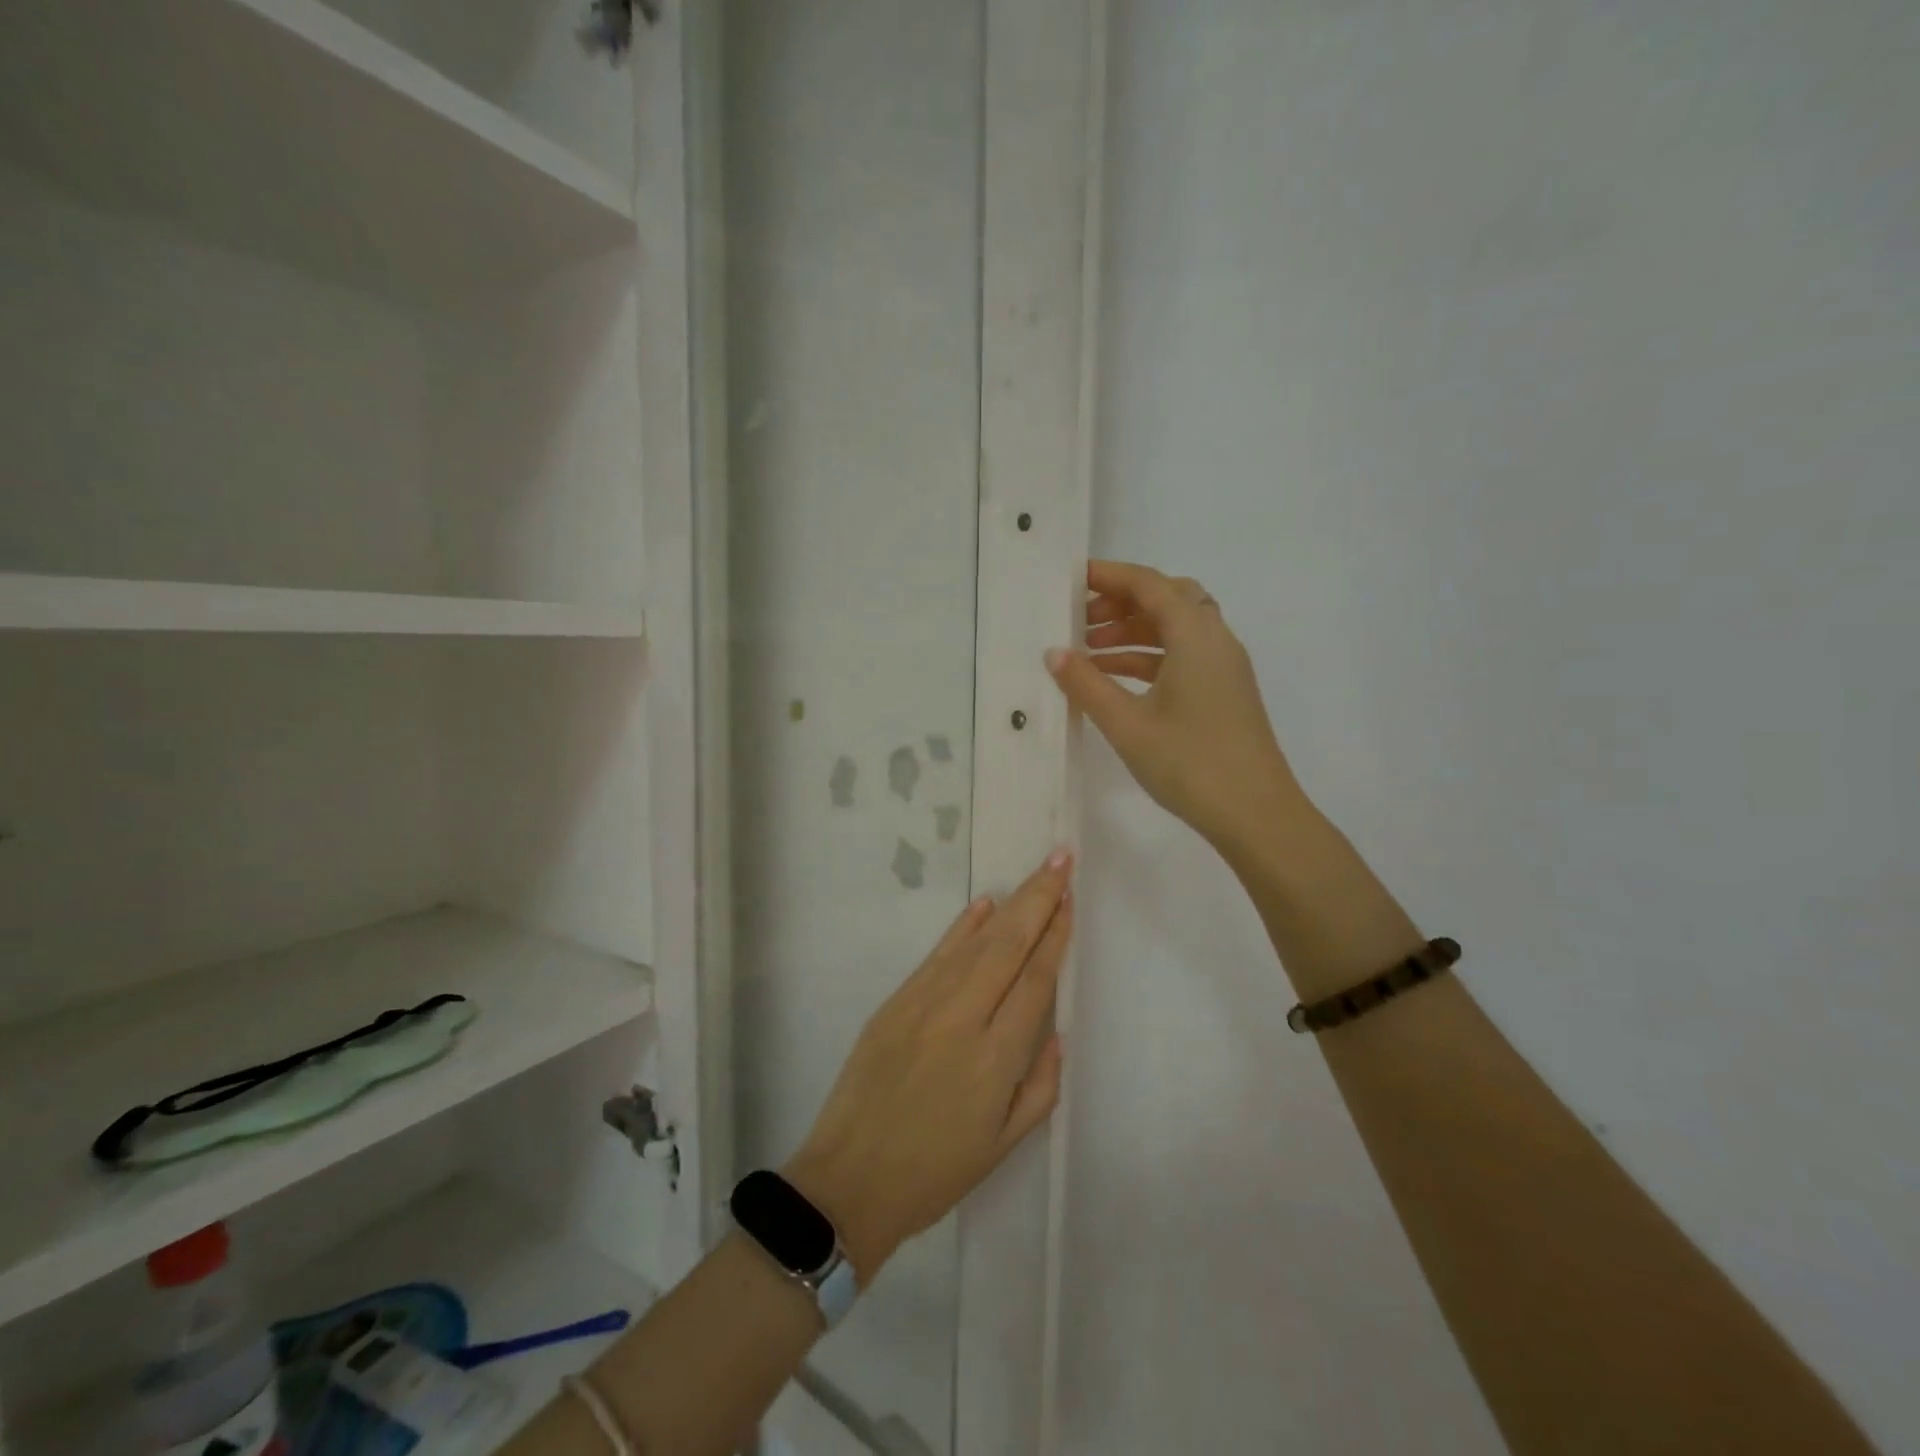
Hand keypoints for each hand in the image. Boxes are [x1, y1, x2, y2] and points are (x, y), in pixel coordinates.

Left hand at [785, 851, 1072, 1282]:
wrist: (849, 1180)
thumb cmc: (935, 1172)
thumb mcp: (1004, 1144)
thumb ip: (1040, 1086)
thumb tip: (1054, 1031)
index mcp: (996, 1059)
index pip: (1035, 981)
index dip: (1055, 937)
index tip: (1070, 901)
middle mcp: (963, 1019)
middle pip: (1009, 946)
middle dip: (1039, 899)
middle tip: (1061, 860)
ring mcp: (924, 1004)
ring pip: (976, 943)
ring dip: (1010, 905)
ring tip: (1036, 875)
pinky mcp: (895, 1002)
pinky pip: (937, 955)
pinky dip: (962, 927)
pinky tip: (984, 905)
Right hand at [1047, 559, 1303, 851]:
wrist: (1256, 815)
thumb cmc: (1190, 763)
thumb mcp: (1127, 724)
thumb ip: (1086, 684)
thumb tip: (1054, 653)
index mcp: (1195, 635)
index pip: (1149, 584)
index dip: (1109, 576)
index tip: (1071, 579)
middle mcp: (1215, 640)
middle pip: (1167, 599)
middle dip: (1121, 603)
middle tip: (1080, 620)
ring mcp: (1224, 667)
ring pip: (1175, 630)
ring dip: (1132, 632)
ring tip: (1087, 653)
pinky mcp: (1224, 692)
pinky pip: (1182, 657)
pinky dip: (1148, 658)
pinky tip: (1115, 681)